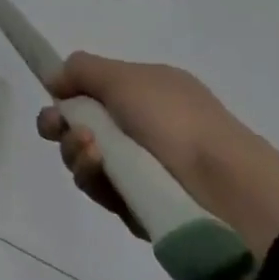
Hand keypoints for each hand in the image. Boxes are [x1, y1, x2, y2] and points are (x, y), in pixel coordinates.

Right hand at [35, 52, 244, 236]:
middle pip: (85, 126)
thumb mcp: (124, 77)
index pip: (97, 91)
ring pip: (90, 160)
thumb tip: (55, 78)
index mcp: (149, 92)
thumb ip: (82, 70)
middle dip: (63, 127)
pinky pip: (106, 193)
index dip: (69, 95)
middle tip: (56, 129)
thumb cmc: (174, 121)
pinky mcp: (142, 209)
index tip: (51, 99)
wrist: (227, 192)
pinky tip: (104, 176)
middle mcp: (146, 128)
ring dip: (78, 152)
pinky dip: (97, 182)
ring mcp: (144, 170)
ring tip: (91, 151)